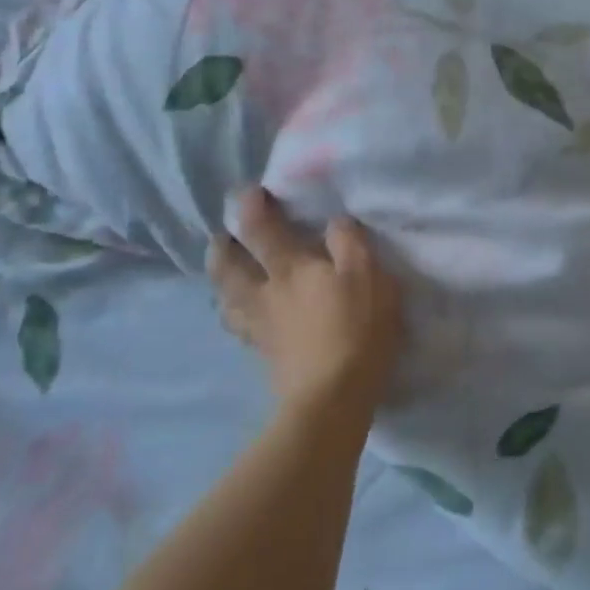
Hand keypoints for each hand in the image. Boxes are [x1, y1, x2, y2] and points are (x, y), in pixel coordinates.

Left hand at [208, 187, 403, 413]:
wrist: (331, 399)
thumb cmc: (356, 331)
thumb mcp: (369, 277)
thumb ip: (350, 244)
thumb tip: (334, 222)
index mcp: (290, 269)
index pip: (261, 229)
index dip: (251, 206)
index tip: (249, 191)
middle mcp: (265, 293)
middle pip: (228, 267)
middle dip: (221, 247)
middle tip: (221, 236)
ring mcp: (260, 327)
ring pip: (227, 299)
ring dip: (221, 282)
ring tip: (225, 275)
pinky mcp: (264, 355)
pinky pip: (240, 327)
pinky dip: (234, 315)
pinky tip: (242, 316)